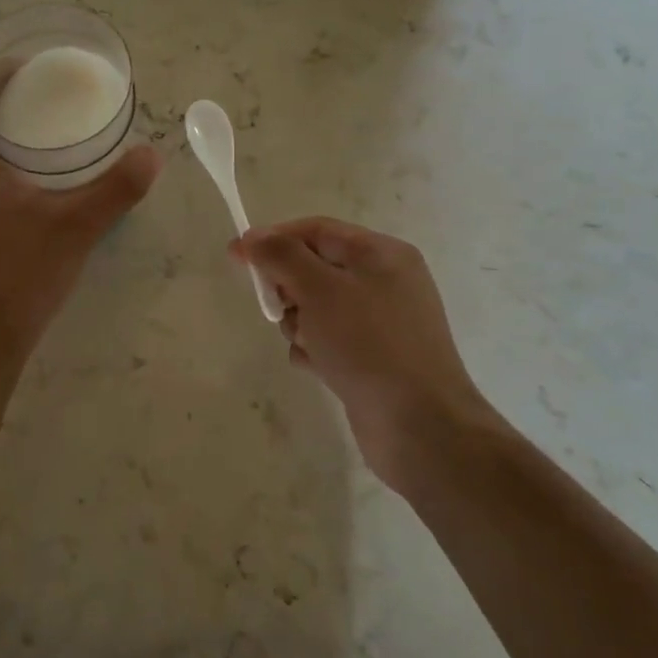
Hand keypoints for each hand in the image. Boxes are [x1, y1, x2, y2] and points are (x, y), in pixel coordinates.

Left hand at [0, 80, 162, 360]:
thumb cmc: (19, 273)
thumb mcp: (75, 227)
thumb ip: (116, 189)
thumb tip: (152, 155)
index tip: (31, 67)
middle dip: (9, 102)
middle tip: (54, 96)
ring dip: (8, 137)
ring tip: (53, 134)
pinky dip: (6, 168)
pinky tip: (42, 184)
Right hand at [233, 217, 490, 492]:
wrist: (421, 427)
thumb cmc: (369, 345)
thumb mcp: (320, 289)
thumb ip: (282, 256)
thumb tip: (252, 238)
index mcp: (381, 254)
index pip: (315, 230)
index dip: (273, 238)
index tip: (235, 256)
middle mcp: (384, 282)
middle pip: (314, 267)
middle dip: (288, 287)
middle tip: (278, 309)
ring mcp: (380, 323)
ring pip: (316, 306)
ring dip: (299, 323)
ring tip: (308, 345)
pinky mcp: (372, 358)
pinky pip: (328, 340)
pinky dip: (314, 350)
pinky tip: (318, 368)